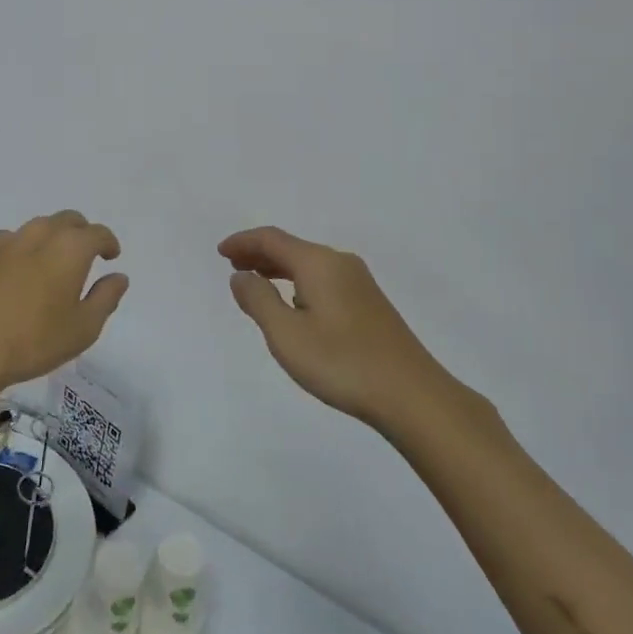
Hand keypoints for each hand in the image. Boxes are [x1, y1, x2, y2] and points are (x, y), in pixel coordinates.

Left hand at [0, 211, 129, 398]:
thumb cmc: (34, 340)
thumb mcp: (83, 328)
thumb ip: (106, 298)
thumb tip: (119, 277)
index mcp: (71, 248)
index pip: (97, 233)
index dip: (108, 243)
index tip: (111, 257)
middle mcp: (41, 234)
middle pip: (68, 220)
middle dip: (82, 233)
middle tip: (86, 256)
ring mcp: (8, 241)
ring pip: (39, 227)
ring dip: (52, 238)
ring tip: (53, 263)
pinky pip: (11, 240)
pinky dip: (23, 247)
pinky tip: (19, 269)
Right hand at [219, 226, 462, 427]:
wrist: (411, 394)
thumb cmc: (342, 362)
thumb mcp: (286, 334)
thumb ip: (258, 300)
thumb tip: (241, 275)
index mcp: (318, 263)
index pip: (272, 239)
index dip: (243, 242)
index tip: (221, 252)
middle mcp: (340, 263)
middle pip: (292, 247)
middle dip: (259, 254)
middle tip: (233, 266)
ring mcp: (359, 283)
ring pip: (309, 264)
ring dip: (279, 268)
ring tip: (256, 282)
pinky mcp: (370, 303)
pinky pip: (323, 279)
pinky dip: (298, 282)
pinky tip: (294, 303)